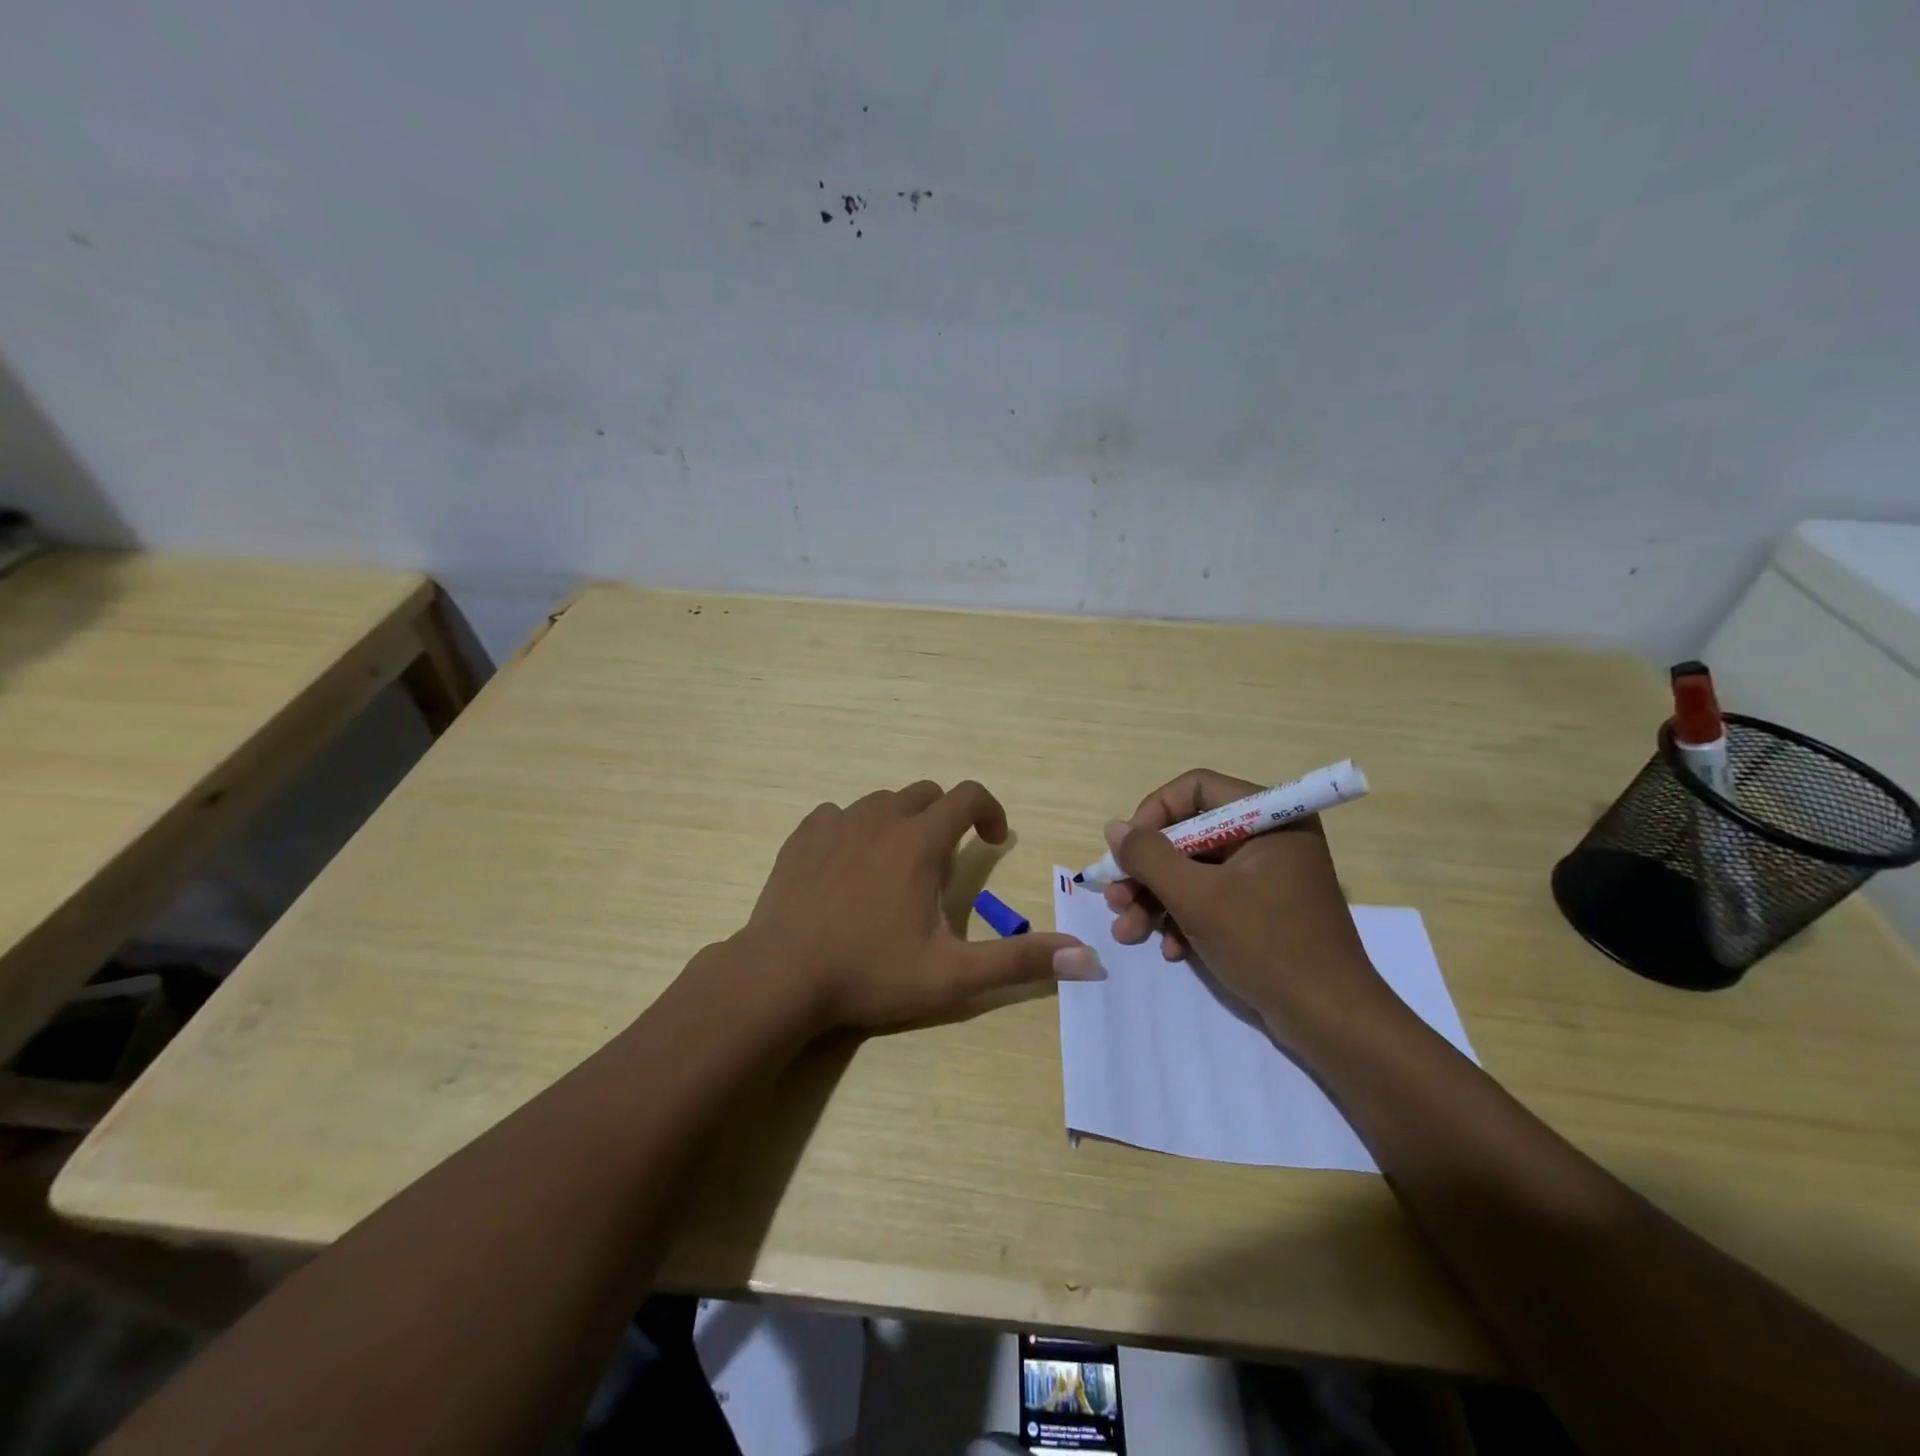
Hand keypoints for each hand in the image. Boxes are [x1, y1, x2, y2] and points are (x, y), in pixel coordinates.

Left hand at [732, 780, 1096, 1031]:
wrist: (780, 978)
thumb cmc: (870, 973)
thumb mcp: (953, 975)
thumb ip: (1020, 962)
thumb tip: (1089, 958)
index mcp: (919, 840)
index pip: (969, 796)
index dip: (991, 812)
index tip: (994, 842)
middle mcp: (880, 817)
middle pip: (926, 795)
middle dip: (946, 819)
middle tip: (943, 869)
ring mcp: (836, 823)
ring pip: (882, 803)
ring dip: (901, 824)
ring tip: (896, 872)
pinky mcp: (802, 836)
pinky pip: (838, 815)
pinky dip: (854, 830)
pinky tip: (848, 869)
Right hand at [1102, 768, 1402, 1050]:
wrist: (1330, 1022)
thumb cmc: (1267, 946)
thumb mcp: (1197, 898)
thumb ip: (1150, 857)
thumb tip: (1114, 828)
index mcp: (1269, 818)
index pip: (1196, 789)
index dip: (1154, 814)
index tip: (1127, 850)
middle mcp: (1270, 838)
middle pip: (1190, 834)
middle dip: (1148, 870)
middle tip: (1115, 898)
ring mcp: (1268, 876)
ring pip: (1195, 870)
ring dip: (1156, 899)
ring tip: (1127, 932)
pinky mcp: (1264, 910)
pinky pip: (1213, 897)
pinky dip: (1185, 918)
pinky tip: (1169, 949)